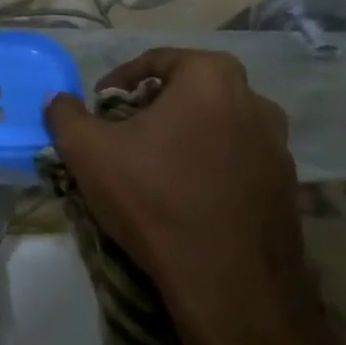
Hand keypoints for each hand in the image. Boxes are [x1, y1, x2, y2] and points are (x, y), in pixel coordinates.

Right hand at [44, 51, 330, 344]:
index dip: (119, 80)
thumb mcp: (87, 151)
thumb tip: (58, 100)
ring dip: (184, 137)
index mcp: (212, 78)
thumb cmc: (154, 198)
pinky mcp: (287, 188)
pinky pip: (238, 161)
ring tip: (153, 165)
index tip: (99, 106)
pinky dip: (209, 166)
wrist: (229, 284)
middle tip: (124, 133)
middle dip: (154, 107)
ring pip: (218, 126)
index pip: (157, 60)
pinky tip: (185, 196)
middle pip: (191, 91)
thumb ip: (65, 114)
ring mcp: (278, 147)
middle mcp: (255, 101)